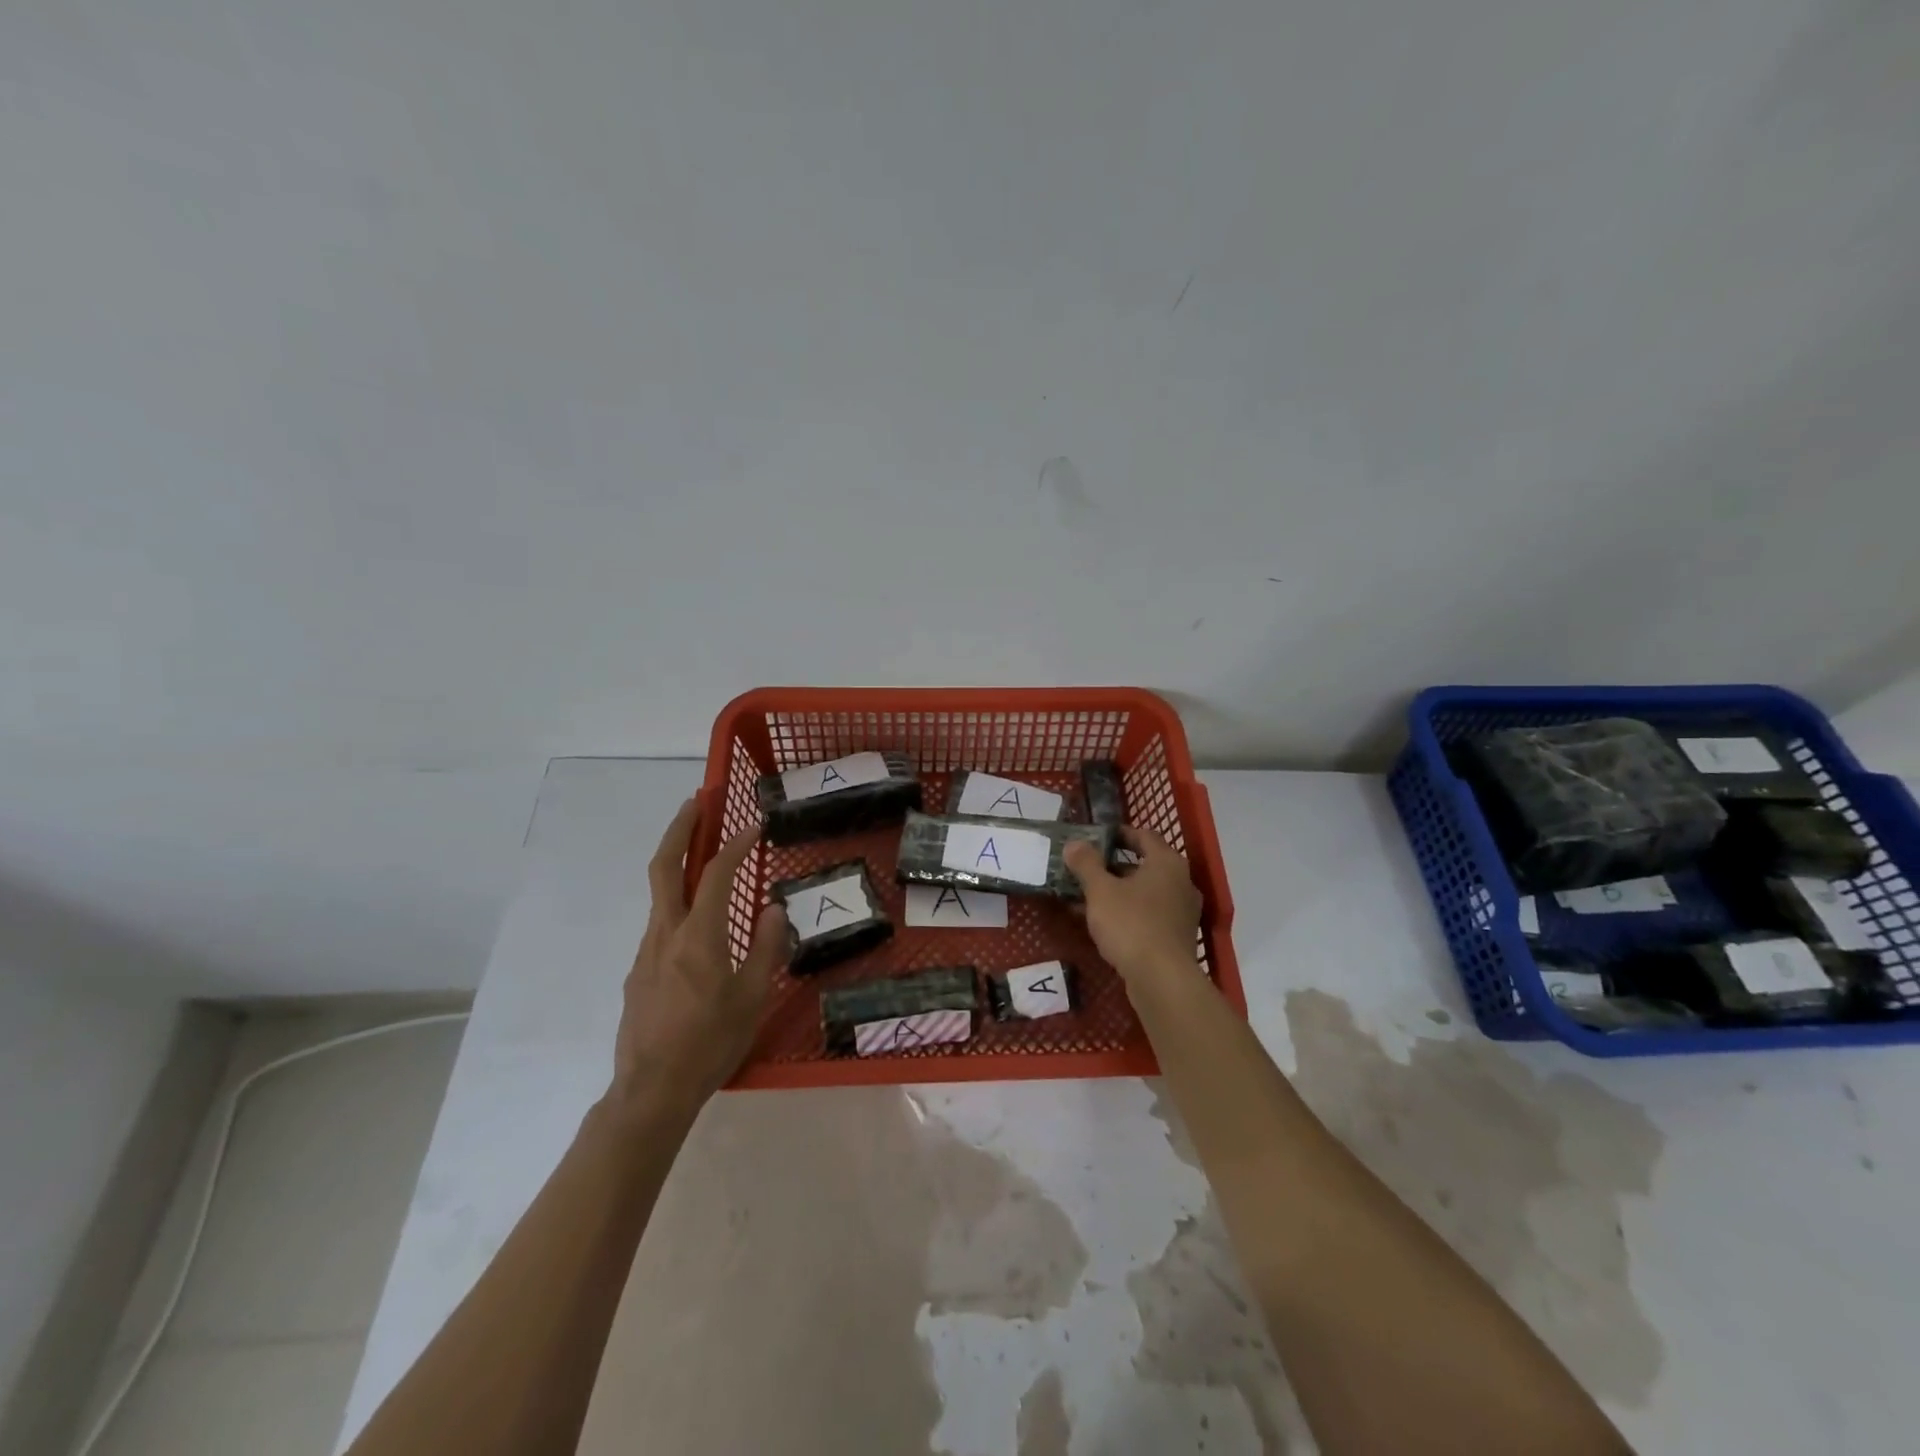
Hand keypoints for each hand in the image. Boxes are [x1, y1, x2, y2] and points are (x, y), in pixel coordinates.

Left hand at [608, 799, 786, 1120]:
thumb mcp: (752, 998)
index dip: (736, 844)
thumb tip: (774, 910)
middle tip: (698, 800)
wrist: (650, 1091)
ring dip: (677, 861)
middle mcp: (666, 933)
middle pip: (665, 866)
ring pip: (659, 894)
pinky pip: (660, 924)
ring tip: (702, 851)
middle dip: (681, 827)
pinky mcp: (638, 971)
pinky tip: (698, 922)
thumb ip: (765, 947)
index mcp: (699, 936)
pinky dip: (677, 902)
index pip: (717, 873)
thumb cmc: (710, 1043)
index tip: (754, 826)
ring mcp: (646, 951)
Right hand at [1063, 826, 1203, 985]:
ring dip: (1118, 891)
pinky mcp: (1177, 936)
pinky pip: (1149, 914)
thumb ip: (1086, 864)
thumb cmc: (1131, 924)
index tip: (1096, 837)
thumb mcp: (1100, 890)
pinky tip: (1102, 923)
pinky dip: (1127, 912)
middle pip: (1145, 864)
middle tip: (1086, 868)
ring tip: (1087, 896)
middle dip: (1113, 866)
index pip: (1144, 835)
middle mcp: (1181, 882)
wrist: (1162, 980)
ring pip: (1145, 892)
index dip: (1119, 834)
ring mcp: (1182, 911)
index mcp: (1167, 863)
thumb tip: (1074, 844)